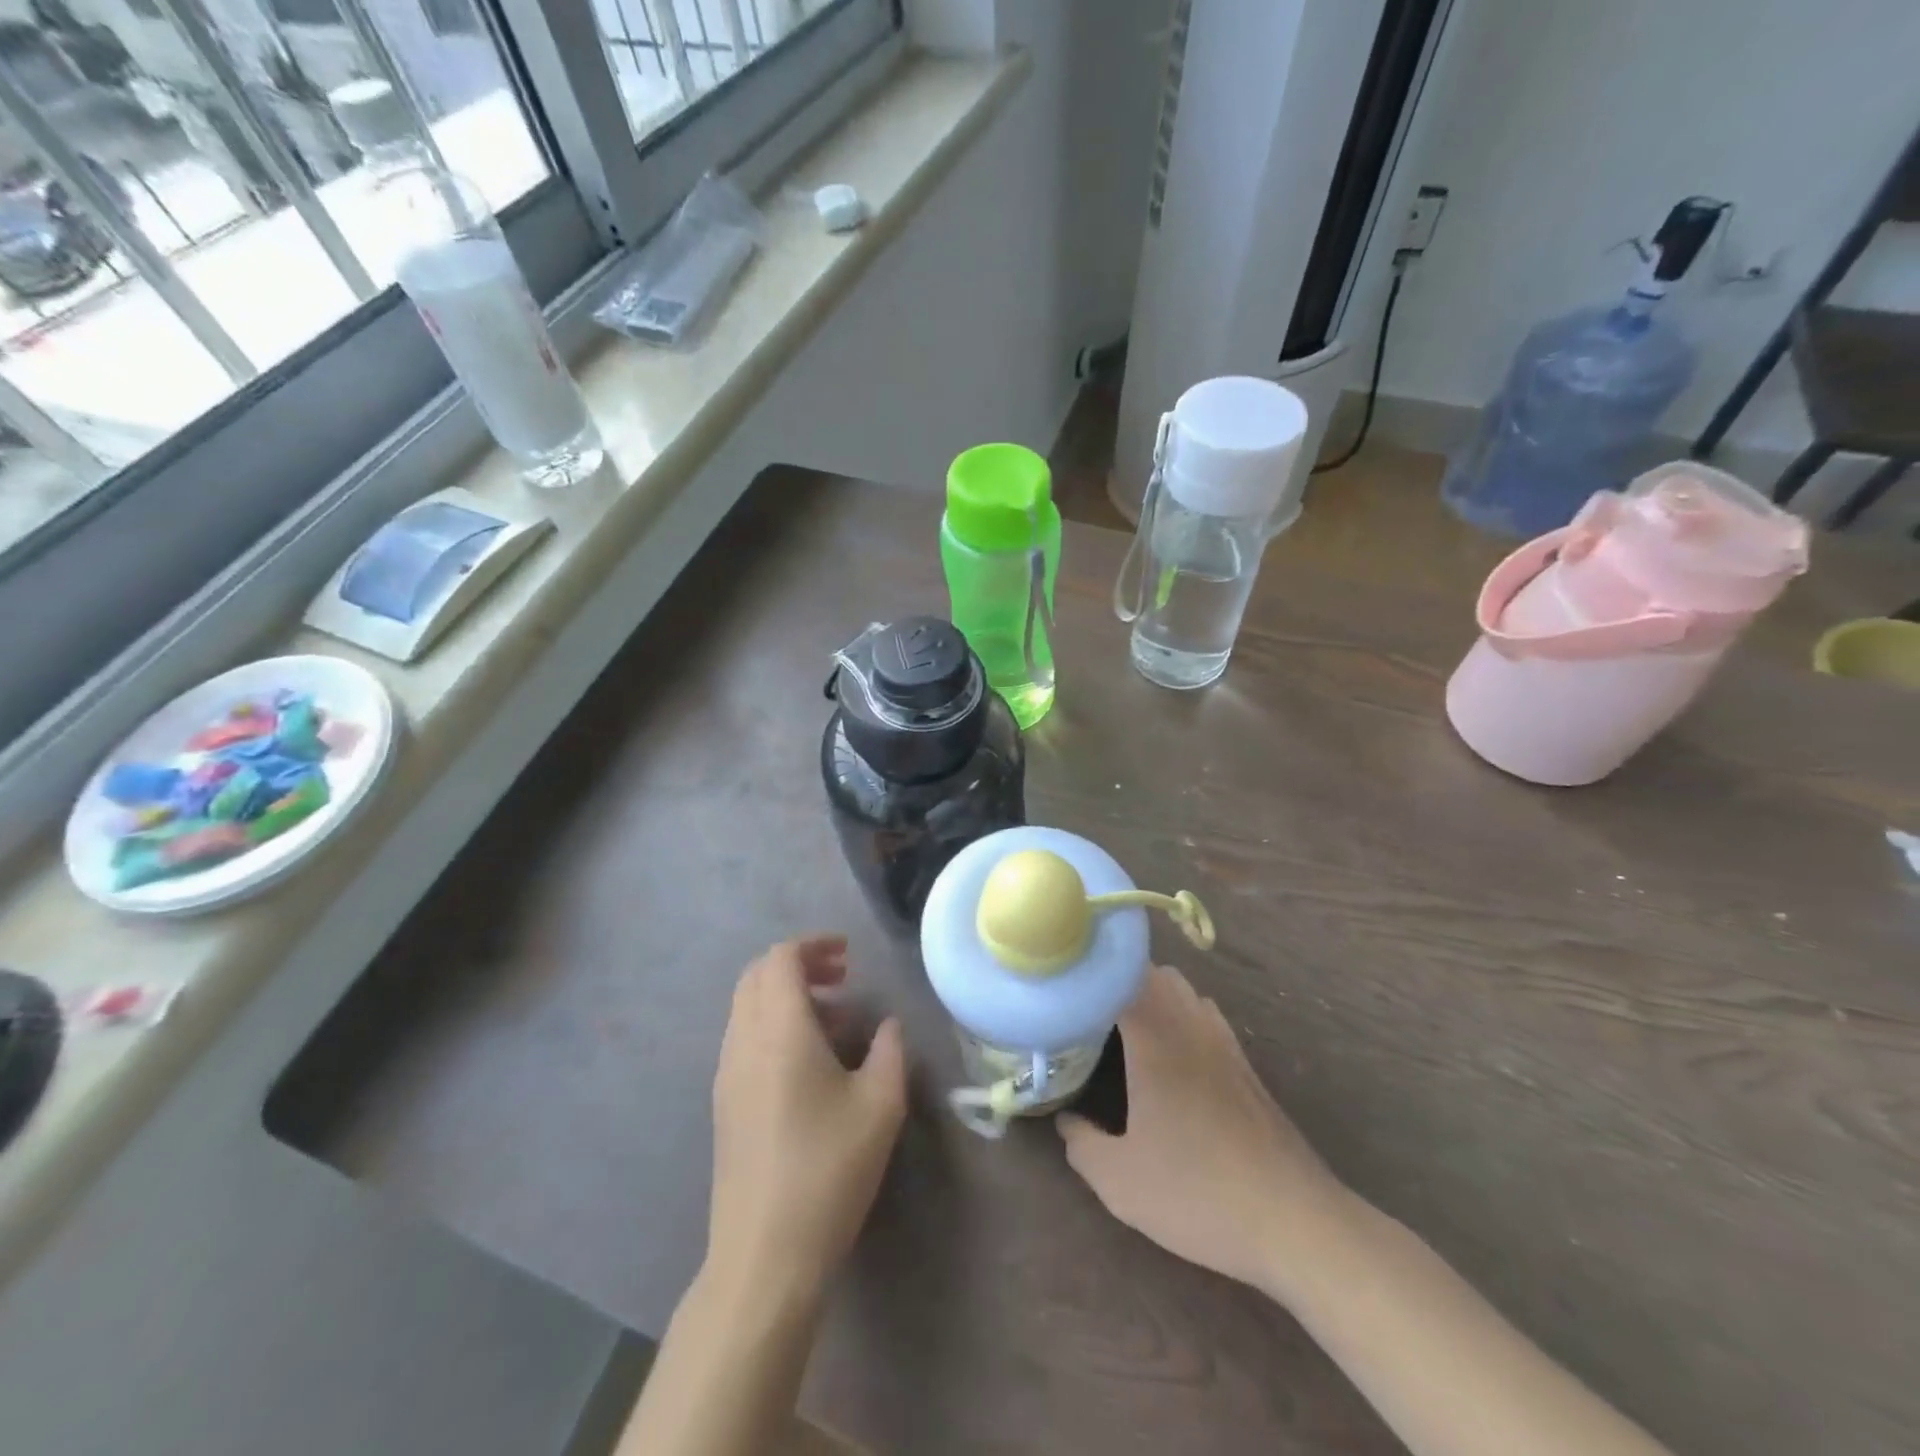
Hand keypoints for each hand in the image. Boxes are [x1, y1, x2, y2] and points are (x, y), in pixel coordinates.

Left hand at [708, 936, 906, 1302]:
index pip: (780, 959)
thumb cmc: (828, 1170)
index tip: (849, 956)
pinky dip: (773, 1025)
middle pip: (757, 976)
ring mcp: (726, 1074)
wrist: (764, 1255)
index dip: (814, 945)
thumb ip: (889, 1051)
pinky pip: (744, 1038)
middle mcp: (743, 1042)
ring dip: (785, 996)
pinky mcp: (724, 1104)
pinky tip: (809, 1062)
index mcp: (778, 1030)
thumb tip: (887, 1026)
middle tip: (842, 979)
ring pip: (747, 1008)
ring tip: (834, 1021)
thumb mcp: (880, 1105)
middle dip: (799, 965)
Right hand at [1057, 964, 1349, 1293]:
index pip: (1119, 976)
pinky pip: (1205, 1014)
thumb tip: (1067, 1121)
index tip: (1064, 988)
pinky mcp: (1245, 1064)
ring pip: (1184, 990)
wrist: (1295, 1222)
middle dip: (1117, 980)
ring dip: (1152, 993)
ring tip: (1124, 1024)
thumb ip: (1082, 1145)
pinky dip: (1181, 1014)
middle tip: (1087, 1009)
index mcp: (1155, 1038)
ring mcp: (1224, 1041)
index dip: (1090, 974)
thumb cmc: (1199, 1193)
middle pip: (1153, 972)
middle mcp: (1190, 1025)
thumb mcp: (1121, 1182)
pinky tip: (1171, 1054)